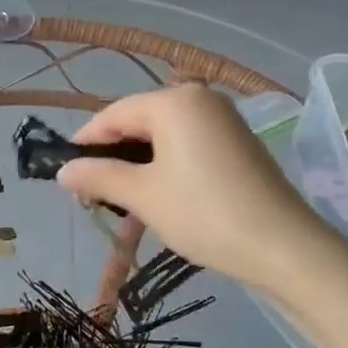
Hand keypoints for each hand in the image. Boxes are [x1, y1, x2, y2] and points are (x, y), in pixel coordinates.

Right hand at [57, 85, 322, 284]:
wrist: (285, 248)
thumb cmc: (205, 214)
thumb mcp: (143, 196)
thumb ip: (98, 176)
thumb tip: (62, 170)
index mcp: (174, 102)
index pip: (113, 114)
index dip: (85, 143)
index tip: (65, 174)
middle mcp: (199, 99)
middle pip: (138, 122)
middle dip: (112, 156)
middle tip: (91, 194)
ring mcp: (222, 120)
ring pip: (162, 136)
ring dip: (137, 165)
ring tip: (120, 201)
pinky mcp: (237, 143)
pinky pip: (186, 145)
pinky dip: (165, 166)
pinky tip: (156, 196)